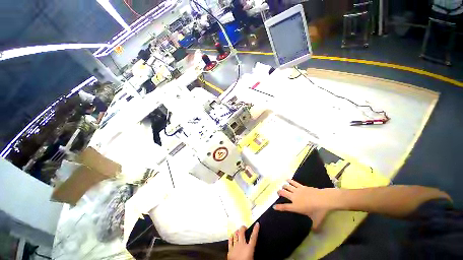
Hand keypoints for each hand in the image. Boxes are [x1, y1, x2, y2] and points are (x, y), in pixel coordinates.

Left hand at [227, 223, 259, 259]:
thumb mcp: (252, 258)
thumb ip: (253, 253)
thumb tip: (255, 252)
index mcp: (249, 248)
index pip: (254, 236)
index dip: (256, 229)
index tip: (257, 224)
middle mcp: (242, 245)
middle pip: (242, 233)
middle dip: (243, 228)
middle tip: (244, 227)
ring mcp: (235, 247)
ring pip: (236, 235)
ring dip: (237, 232)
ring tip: (238, 230)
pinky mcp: (230, 250)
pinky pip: (230, 241)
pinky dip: (231, 238)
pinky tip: (231, 236)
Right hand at [273, 180, 336, 230]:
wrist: (323, 199)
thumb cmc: (319, 211)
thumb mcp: (316, 221)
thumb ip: (314, 227)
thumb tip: (314, 232)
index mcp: (296, 206)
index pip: (285, 207)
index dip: (278, 207)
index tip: (274, 206)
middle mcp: (294, 197)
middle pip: (283, 193)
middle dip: (279, 192)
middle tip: (278, 193)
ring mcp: (297, 190)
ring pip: (287, 186)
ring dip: (284, 186)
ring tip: (283, 187)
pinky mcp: (301, 186)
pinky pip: (293, 182)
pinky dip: (289, 181)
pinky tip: (287, 180)